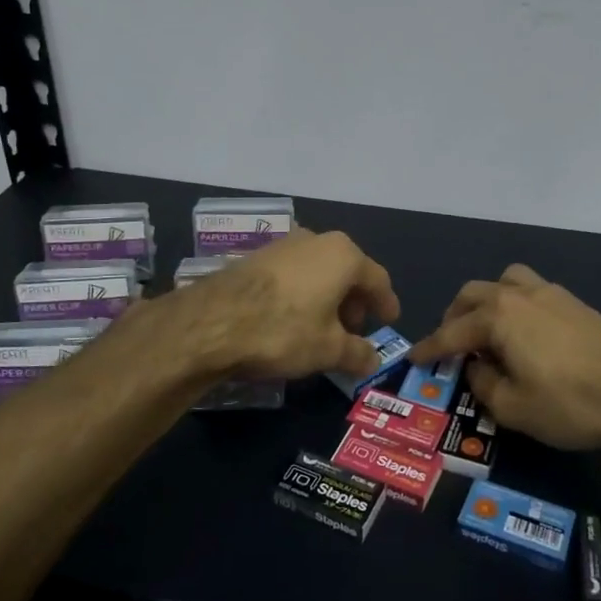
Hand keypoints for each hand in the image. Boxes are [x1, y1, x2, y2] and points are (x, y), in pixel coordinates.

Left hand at [176, 228, 400, 381]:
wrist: (211, 322)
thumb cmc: (283, 330)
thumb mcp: (328, 350)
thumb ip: (357, 353)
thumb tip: (373, 360)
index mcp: (344, 255)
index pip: (377, 280)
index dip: (386, 303)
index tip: (389, 320)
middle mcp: (316, 240)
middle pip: (347, 272)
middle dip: (354, 302)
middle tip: (353, 331)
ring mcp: (283, 245)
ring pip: (318, 271)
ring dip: (326, 298)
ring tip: (322, 329)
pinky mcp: (255, 257)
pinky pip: (292, 275)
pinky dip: (301, 295)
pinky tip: (291, 320)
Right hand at [408, 264, 600, 450]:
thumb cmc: (569, 404)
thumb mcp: (513, 408)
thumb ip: (483, 384)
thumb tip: (476, 367)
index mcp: (497, 316)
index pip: (451, 332)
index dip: (429, 348)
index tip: (413, 359)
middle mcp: (519, 294)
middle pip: (473, 295)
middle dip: (454, 318)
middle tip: (451, 346)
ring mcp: (550, 293)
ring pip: (504, 282)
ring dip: (486, 302)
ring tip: (487, 330)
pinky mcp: (574, 302)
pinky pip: (531, 291)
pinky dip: (514, 305)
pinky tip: (524, 333)